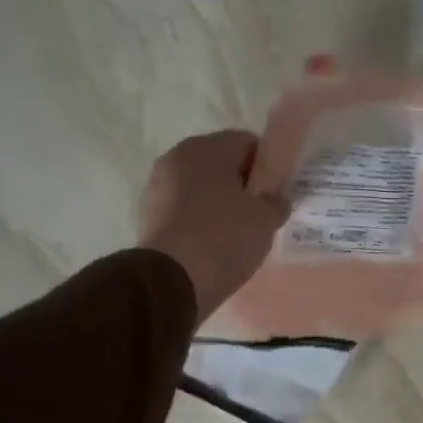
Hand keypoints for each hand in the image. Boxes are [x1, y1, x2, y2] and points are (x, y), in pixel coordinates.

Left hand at [138, 131, 288, 321]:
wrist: (171, 280)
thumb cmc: (224, 237)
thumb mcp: (265, 220)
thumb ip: (276, 201)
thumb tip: (276, 198)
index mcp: (208, 147)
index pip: (247, 142)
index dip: (266, 166)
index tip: (275, 192)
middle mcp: (177, 156)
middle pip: (220, 163)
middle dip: (240, 183)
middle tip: (258, 212)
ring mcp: (157, 185)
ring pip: (199, 186)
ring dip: (217, 201)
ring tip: (235, 232)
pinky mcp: (146, 214)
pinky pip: (182, 208)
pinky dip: (197, 219)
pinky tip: (211, 243)